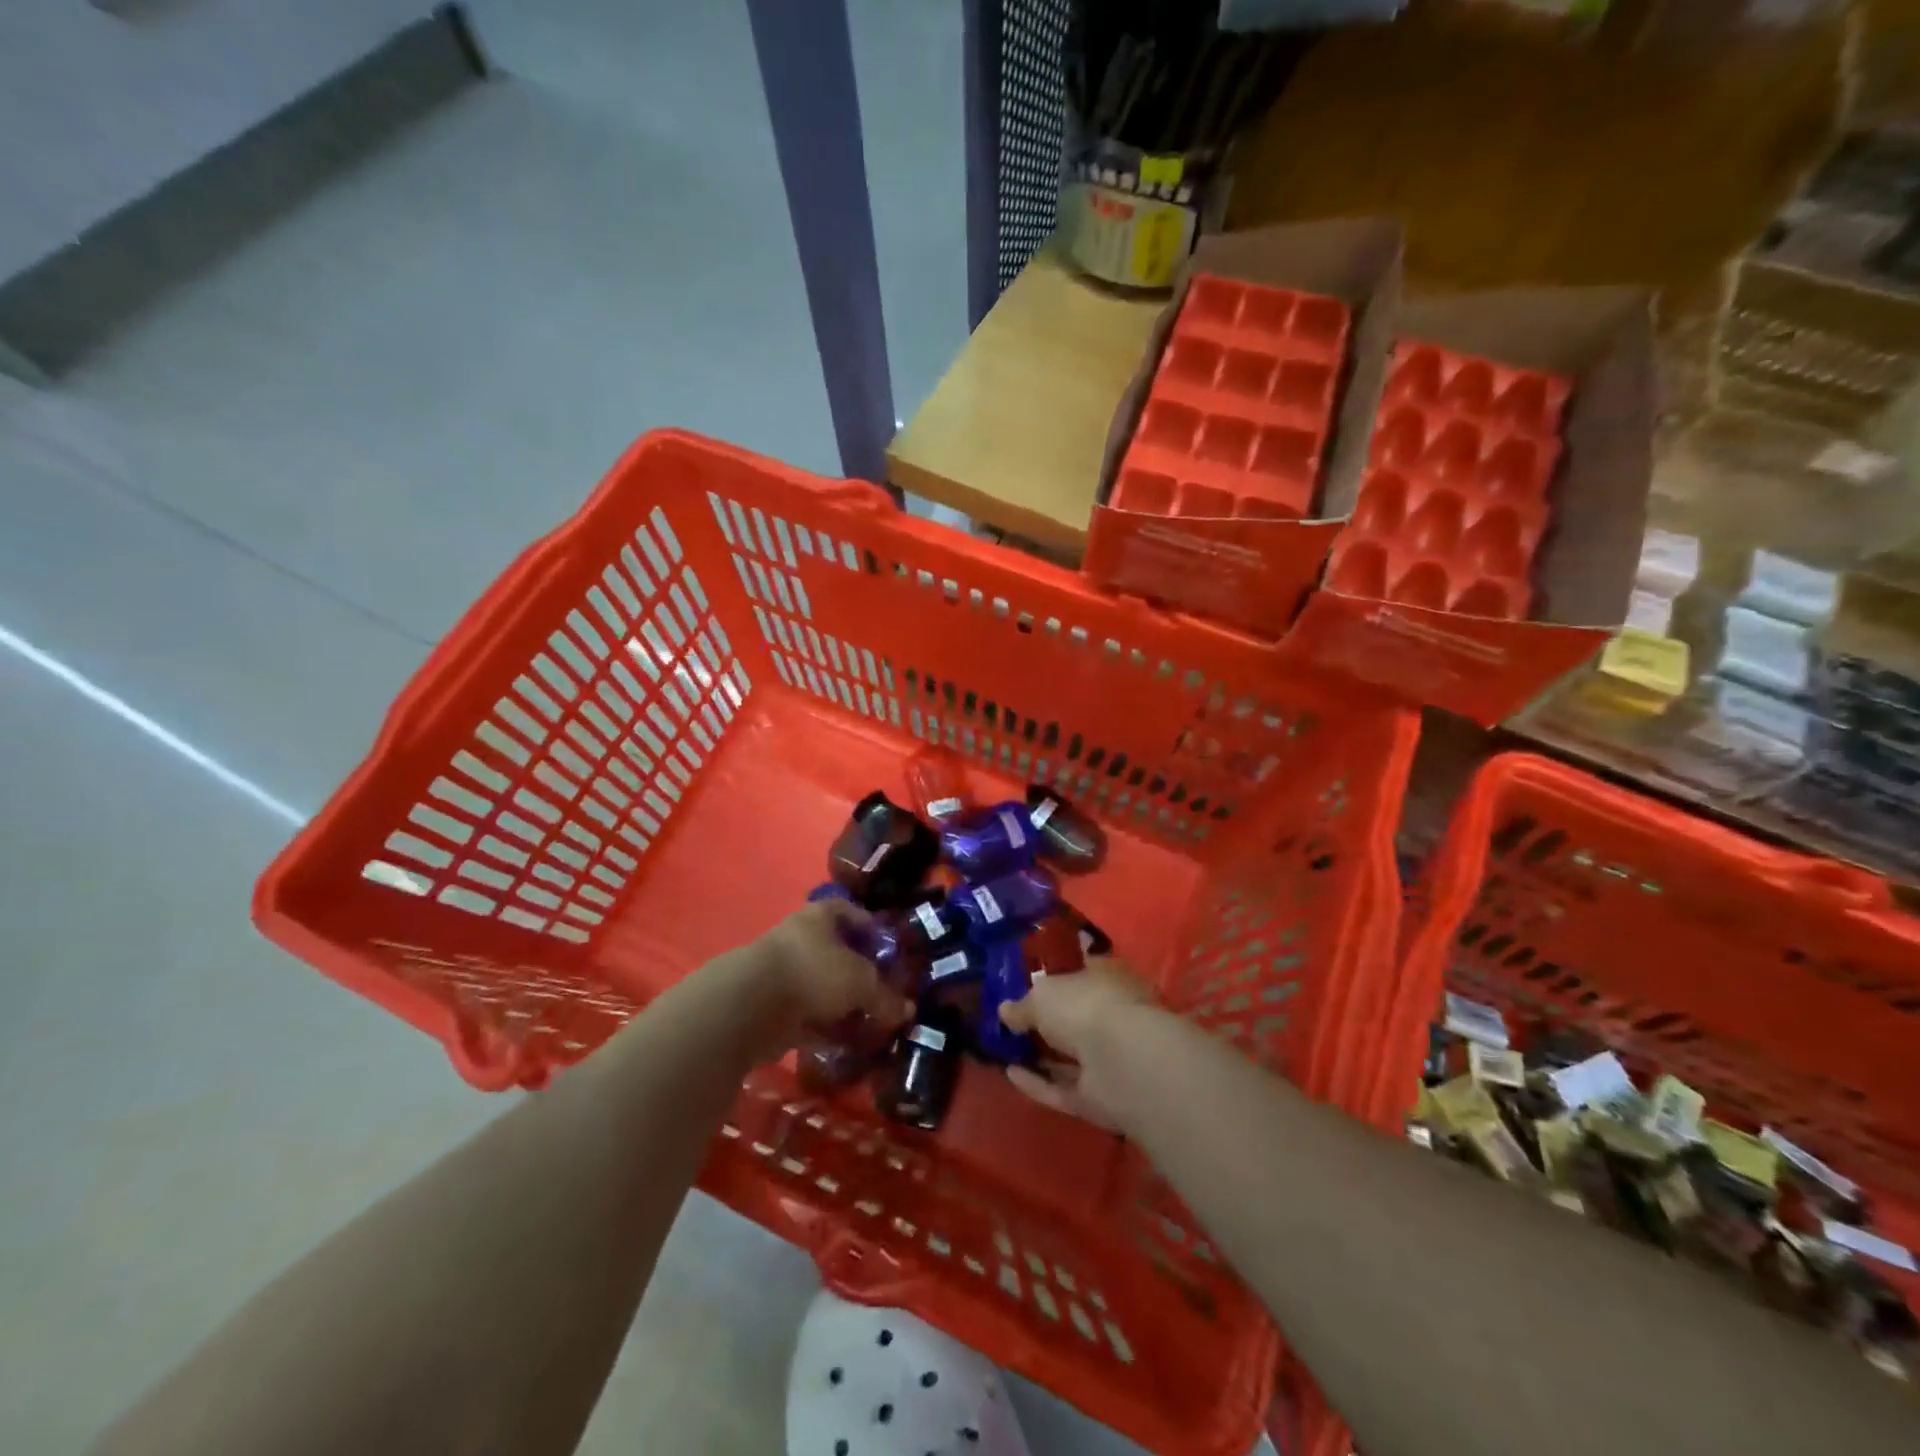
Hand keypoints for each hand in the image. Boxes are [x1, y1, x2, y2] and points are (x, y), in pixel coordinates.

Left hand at [717, 900, 912, 1065]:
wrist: (750, 1007)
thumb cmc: (812, 972)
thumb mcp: (861, 982)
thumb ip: (885, 996)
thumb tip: (906, 1011)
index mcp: (819, 917)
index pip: (849, 911)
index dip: (870, 928)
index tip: (890, 949)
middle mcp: (800, 939)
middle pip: (837, 952)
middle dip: (861, 974)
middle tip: (886, 992)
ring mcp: (784, 974)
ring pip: (824, 988)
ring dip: (845, 1005)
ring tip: (872, 1023)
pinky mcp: (774, 1009)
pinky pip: (810, 1016)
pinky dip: (828, 1028)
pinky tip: (849, 1043)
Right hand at [997, 958, 1157, 1131]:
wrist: (1122, 1063)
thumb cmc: (1085, 1007)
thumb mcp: (1041, 995)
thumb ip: (1022, 1004)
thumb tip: (1005, 1011)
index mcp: (1107, 980)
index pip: (1080, 974)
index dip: (1054, 978)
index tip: (1025, 984)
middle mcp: (1111, 1017)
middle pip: (1074, 1018)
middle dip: (1045, 1022)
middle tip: (1010, 1022)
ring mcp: (1108, 1060)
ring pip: (1069, 1056)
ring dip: (1039, 1055)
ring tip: (1002, 1049)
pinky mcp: (1099, 1097)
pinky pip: (1062, 1088)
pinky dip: (1037, 1083)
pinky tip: (1009, 1074)